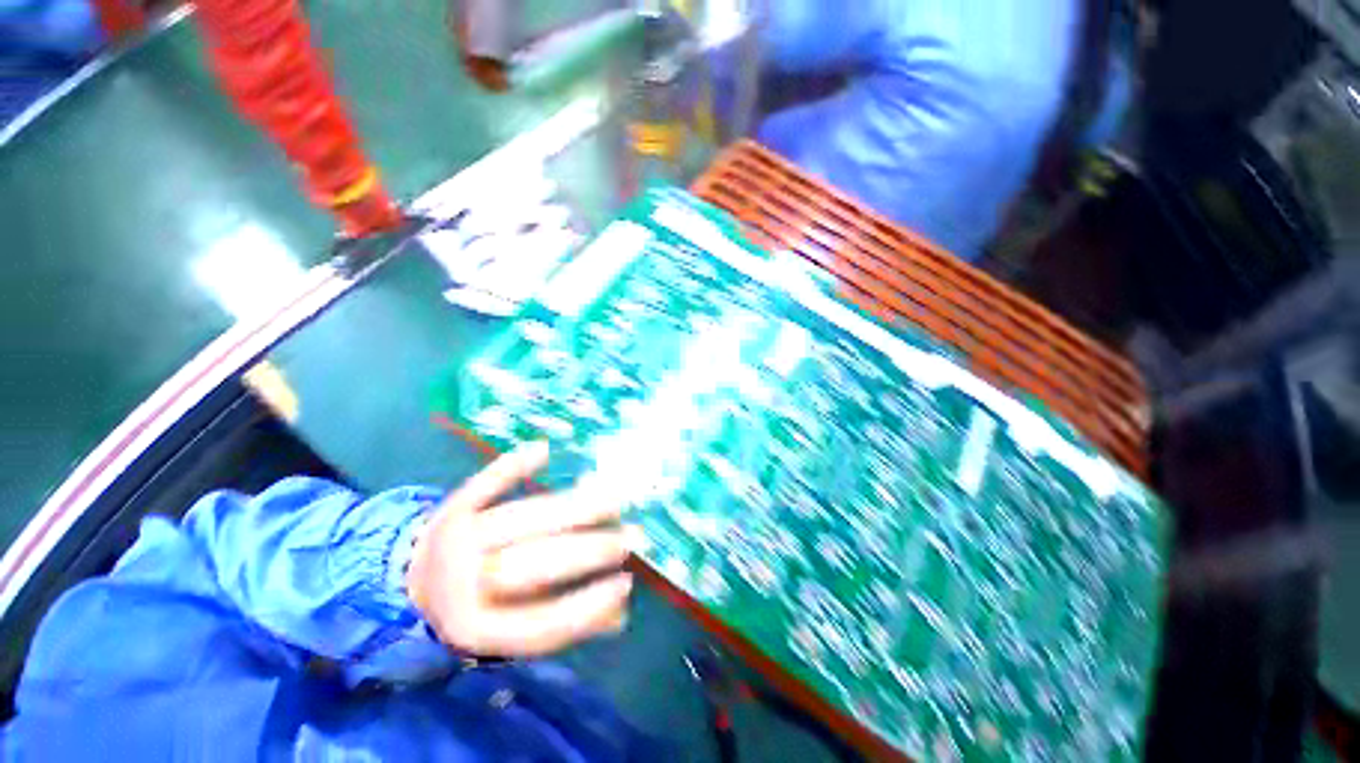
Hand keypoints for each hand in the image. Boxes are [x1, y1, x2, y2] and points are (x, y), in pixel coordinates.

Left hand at [407, 441, 635, 656]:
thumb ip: (563, 620)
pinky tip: (545, 450)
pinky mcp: (452, 507)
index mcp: (477, 628)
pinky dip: (514, 465)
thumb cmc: (475, 606)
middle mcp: (461, 586)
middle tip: (629, 537)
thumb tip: (619, 615)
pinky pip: (485, 483)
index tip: (626, 582)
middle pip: (533, 565)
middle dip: (587, 551)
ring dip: (573, 507)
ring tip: (613, 499)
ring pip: (523, 519)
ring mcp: (455, 541)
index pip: (540, 623)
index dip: (587, 606)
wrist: (410, 581)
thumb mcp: (509, 627)